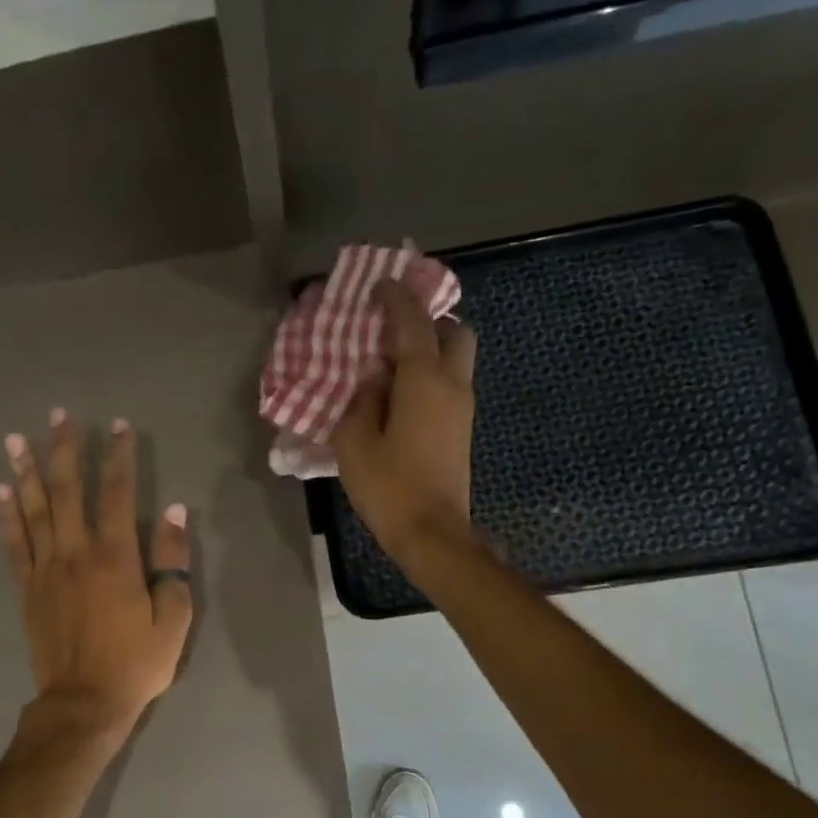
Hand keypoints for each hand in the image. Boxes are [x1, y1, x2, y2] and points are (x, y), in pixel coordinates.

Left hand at [0, 409, 192, 740]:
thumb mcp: (173, 619)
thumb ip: (172, 563)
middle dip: (65, 449)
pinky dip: (6, 515)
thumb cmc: (136, 663)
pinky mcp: (27, 589)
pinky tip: (2, 490)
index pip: (117, 494)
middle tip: (60, 415)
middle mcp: (75, 553)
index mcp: (115, 558)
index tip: (118, 426)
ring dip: (26, 471)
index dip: (118, 456)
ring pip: (33, 510)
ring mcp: (45, 570)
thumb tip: (174, 513)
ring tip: (17, 437)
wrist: (84, 702)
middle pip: (67, 490)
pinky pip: (14, 544)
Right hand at [331, 279, 478, 573]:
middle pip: (454, 332)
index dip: (396, 298)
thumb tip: (372, 374)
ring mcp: (462, 408)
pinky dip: (431, 375)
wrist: (432, 532)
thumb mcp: (355, 442)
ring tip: (393, 364)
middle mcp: (452, 384)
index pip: (413, 322)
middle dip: (429, 321)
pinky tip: (401, 395)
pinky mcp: (462, 429)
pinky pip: (450, 385)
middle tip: (394, 331)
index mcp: (424, 380)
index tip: (379, 286)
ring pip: (457, 359)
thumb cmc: (389, 487)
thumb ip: (360, 399)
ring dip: (432, 349)